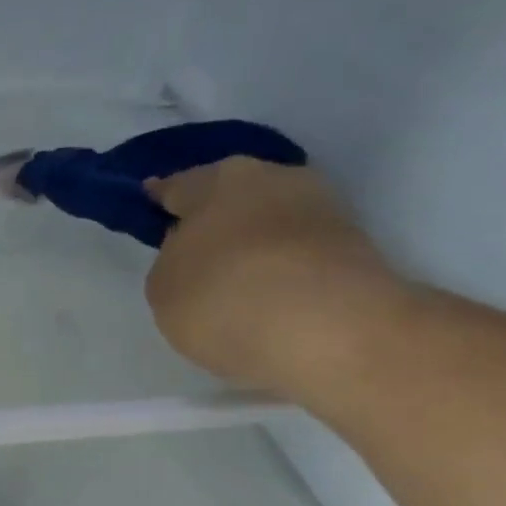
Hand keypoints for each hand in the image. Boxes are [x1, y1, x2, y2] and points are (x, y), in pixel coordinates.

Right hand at [142, 158, 412, 400]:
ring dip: (253, 244)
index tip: (153, 203)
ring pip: (270, 222)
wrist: (325, 327)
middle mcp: (272, 178)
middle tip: (196, 252)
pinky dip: (281, 268)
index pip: (179, 186)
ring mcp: (320, 208)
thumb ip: (171, 263)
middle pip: (233, 197)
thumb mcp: (164, 289)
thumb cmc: (222, 298)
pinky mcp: (352, 245)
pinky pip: (297, 253)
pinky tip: (268, 296)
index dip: (162, 198)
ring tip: (235, 283)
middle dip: (215, 219)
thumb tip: (192, 251)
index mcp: (217, 181)